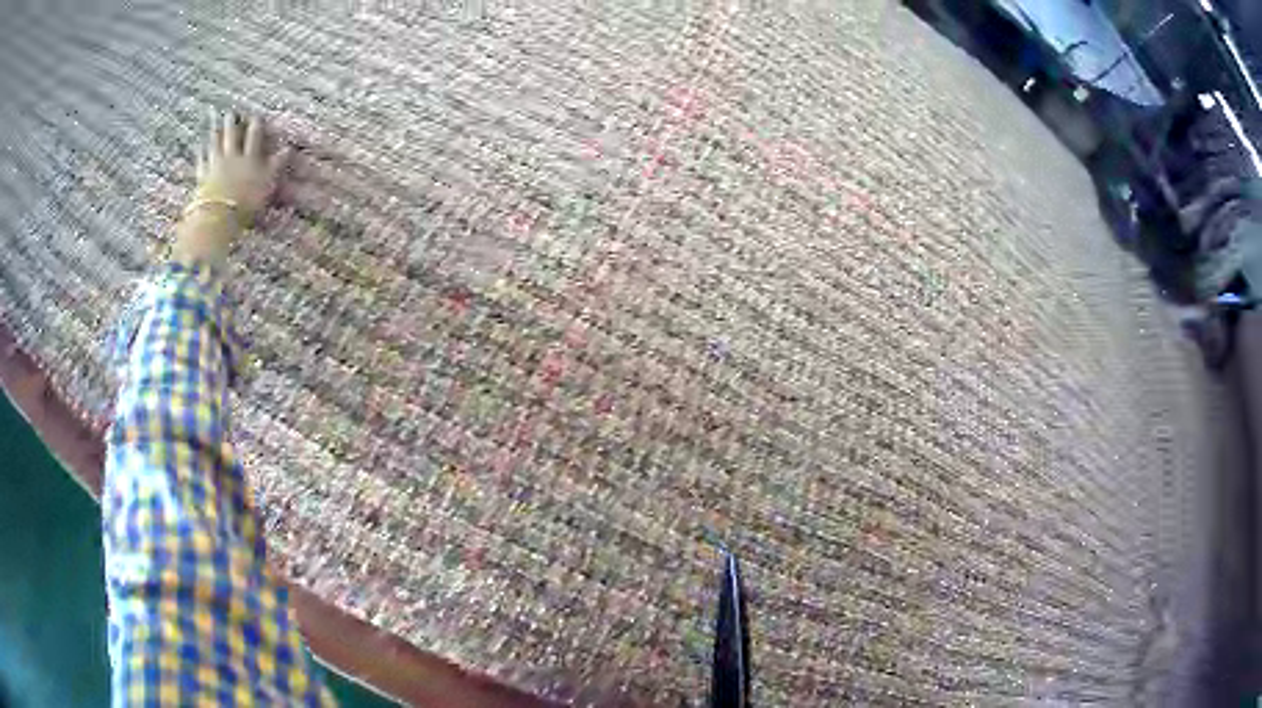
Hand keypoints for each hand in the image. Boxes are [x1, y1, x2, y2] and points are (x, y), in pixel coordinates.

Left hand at [173, 111, 288, 265]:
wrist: (219, 215)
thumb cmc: (246, 202)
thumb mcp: (267, 184)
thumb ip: (276, 166)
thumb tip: (288, 149)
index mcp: (249, 158)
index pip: (254, 137)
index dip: (255, 125)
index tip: (256, 116)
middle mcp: (232, 157)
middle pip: (232, 136)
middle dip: (232, 123)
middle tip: (231, 113)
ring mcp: (215, 166)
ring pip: (215, 145)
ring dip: (215, 134)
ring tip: (214, 124)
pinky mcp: (202, 178)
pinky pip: (201, 161)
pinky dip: (201, 153)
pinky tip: (200, 148)